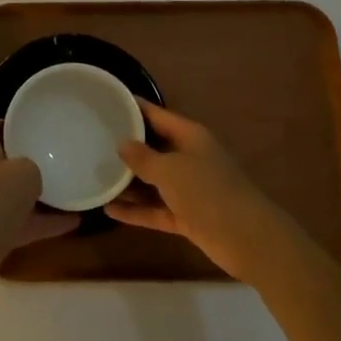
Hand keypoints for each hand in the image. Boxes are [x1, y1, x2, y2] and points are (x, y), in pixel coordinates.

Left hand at [0, 120, 79, 291]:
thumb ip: (34, 167)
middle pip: (3, 163)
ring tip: (71, 190)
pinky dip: (47, 224)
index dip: (3, 124)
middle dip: (26, 163)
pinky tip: (75, 221)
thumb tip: (36, 175)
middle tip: (55, 159)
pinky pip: (26, 224)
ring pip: (16, 196)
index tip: (28, 127)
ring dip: (40, 196)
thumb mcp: (25, 170)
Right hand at [105, 101, 292, 280]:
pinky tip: (109, 210)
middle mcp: (189, 158)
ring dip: (128, 182)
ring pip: (153, 181)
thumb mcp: (170, 170)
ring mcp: (189, 189)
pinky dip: (136, 211)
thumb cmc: (208, 192)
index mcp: (190, 137)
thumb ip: (143, 157)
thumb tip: (122, 144)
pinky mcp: (187, 217)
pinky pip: (156, 209)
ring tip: (95, 176)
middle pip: (154, 148)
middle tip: (93, 141)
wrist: (247, 239)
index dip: (135, 108)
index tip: (108, 101)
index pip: (158, 115)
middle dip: (127, 147)